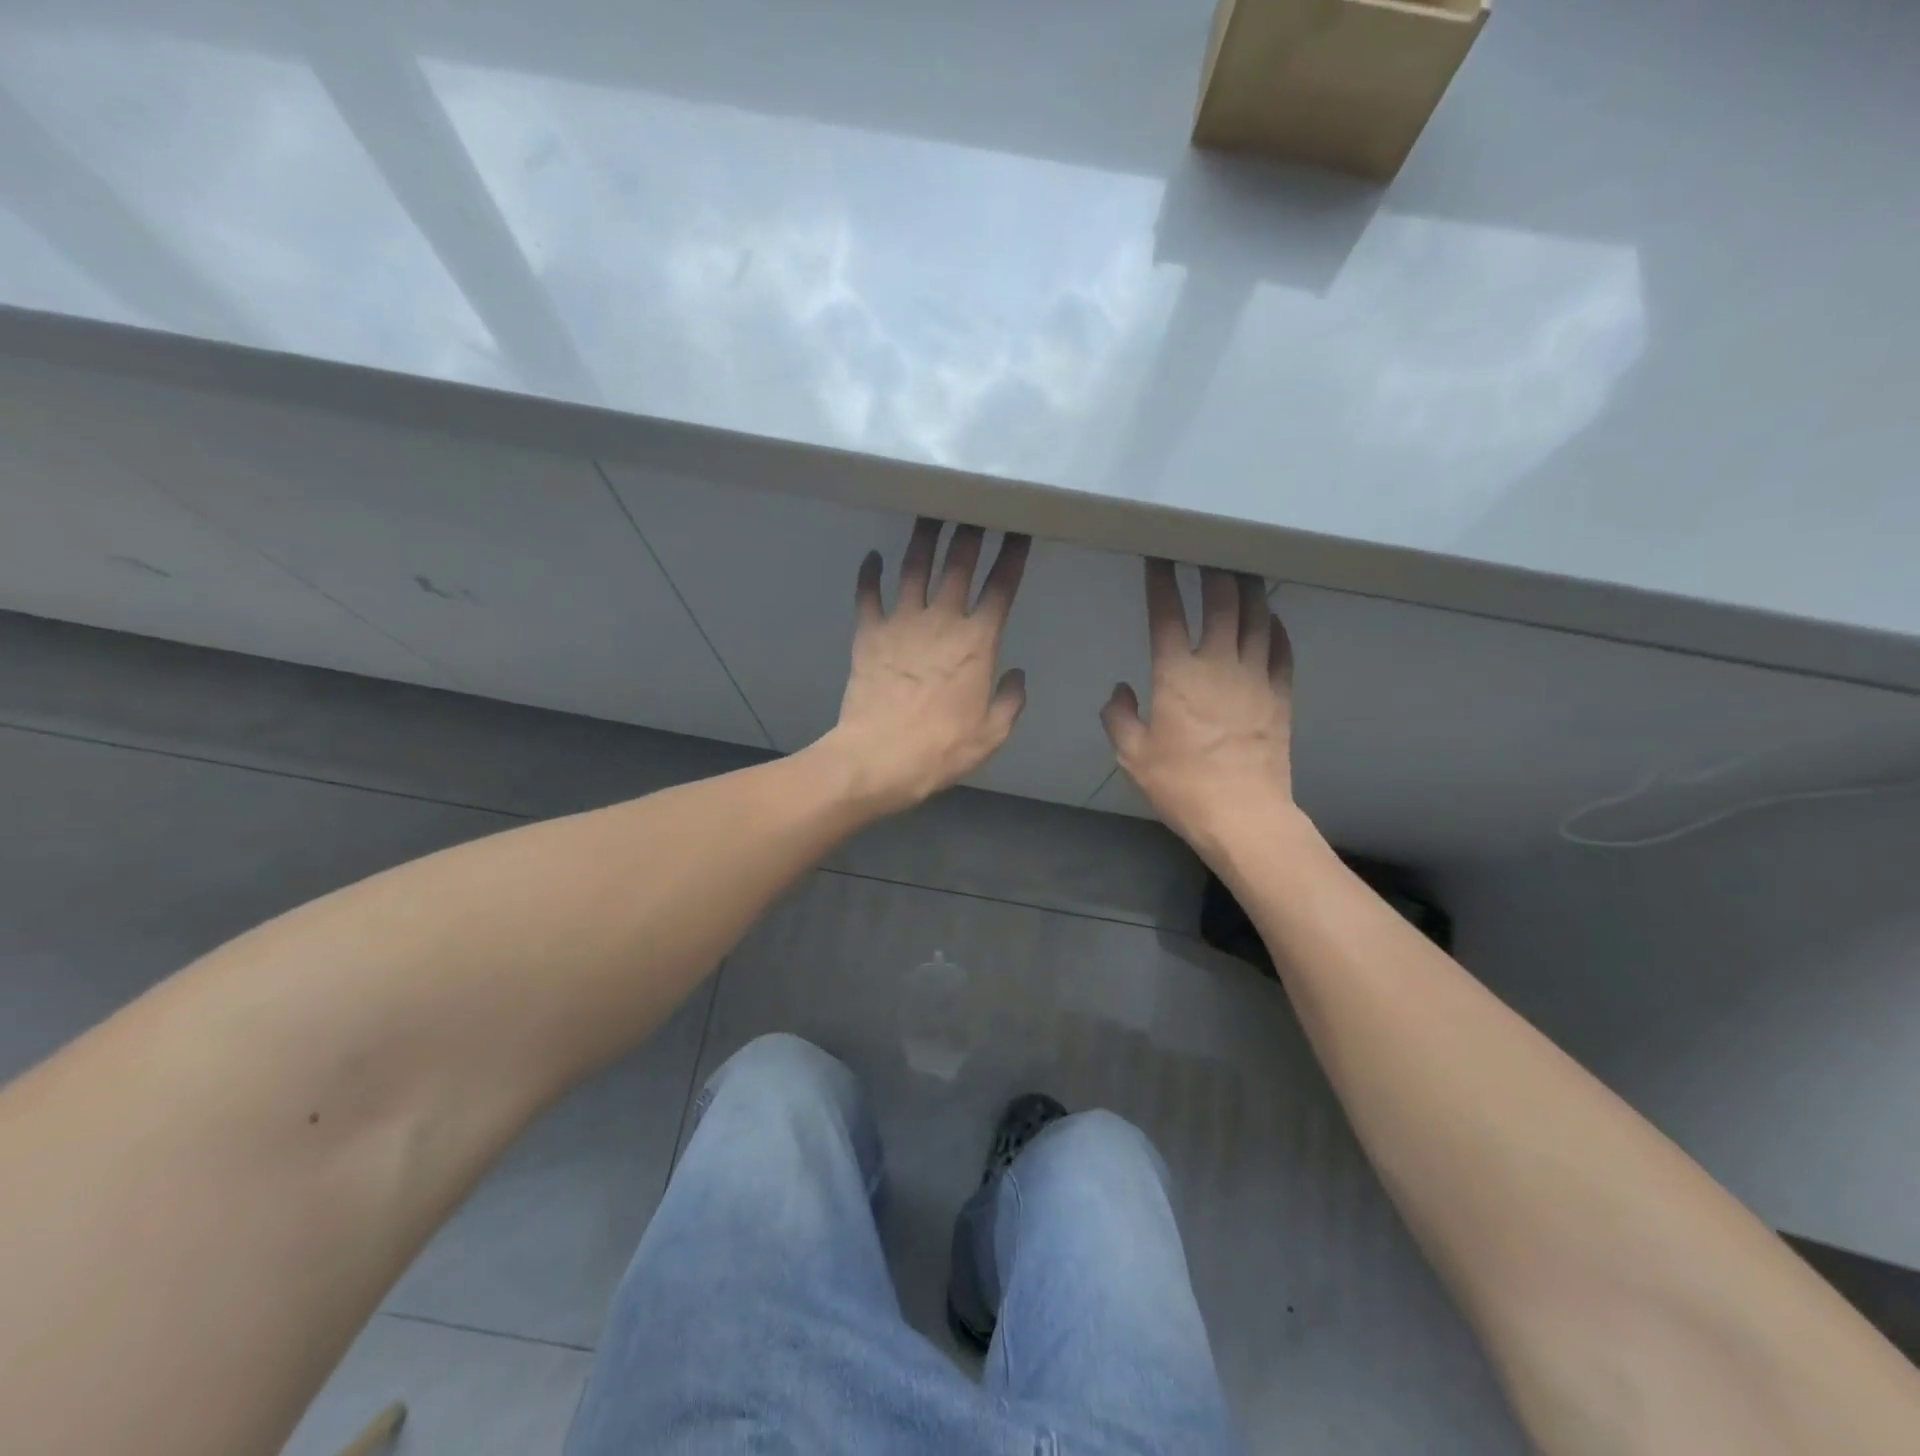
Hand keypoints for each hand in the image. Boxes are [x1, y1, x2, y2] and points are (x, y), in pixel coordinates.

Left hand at [824, 519, 1029, 814]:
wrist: (879, 758)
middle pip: (958, 564)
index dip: (1012, 556)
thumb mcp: (992, 733)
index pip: (1001, 588)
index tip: (1018, 530)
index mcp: (978, 642)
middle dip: (970, 531)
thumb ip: (1010, 700)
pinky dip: (870, 573)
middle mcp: (941, 620)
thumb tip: (1017, 674)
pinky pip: (868, 594)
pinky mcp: (868, 633)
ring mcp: (901, 623)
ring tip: (930, 511)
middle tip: (975, 504)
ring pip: (914, 567)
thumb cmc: (941, 749)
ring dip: (924, 537)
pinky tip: (872, 555)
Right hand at [1101, 560, 1296, 855]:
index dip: (1160, 580)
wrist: (1242, 814)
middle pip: (1222, 600)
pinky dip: (1275, 625)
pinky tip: (1270, 617)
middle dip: (1213, 569)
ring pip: (1257, 616)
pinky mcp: (1280, 694)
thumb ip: (1119, 717)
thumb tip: (1120, 690)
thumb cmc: (1181, 785)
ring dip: (1248, 588)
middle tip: (1208, 550)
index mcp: (1176, 675)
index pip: (1166, 613)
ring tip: (1241, 569)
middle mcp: (1218, 663)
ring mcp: (1256, 676)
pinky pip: (1282, 647)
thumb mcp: (1132, 755)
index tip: (1157, 558)